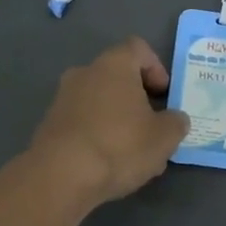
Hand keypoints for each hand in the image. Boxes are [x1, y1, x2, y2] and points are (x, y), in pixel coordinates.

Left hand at [28, 38, 189, 207]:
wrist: (60, 177)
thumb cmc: (119, 145)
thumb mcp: (165, 137)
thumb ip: (176, 123)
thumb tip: (174, 119)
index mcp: (114, 65)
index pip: (138, 48)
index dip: (156, 68)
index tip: (164, 95)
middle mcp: (85, 73)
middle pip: (118, 76)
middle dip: (138, 98)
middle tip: (152, 125)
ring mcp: (62, 98)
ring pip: (100, 101)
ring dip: (118, 118)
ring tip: (133, 152)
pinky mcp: (50, 125)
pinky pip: (83, 121)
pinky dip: (98, 134)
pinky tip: (108, 162)